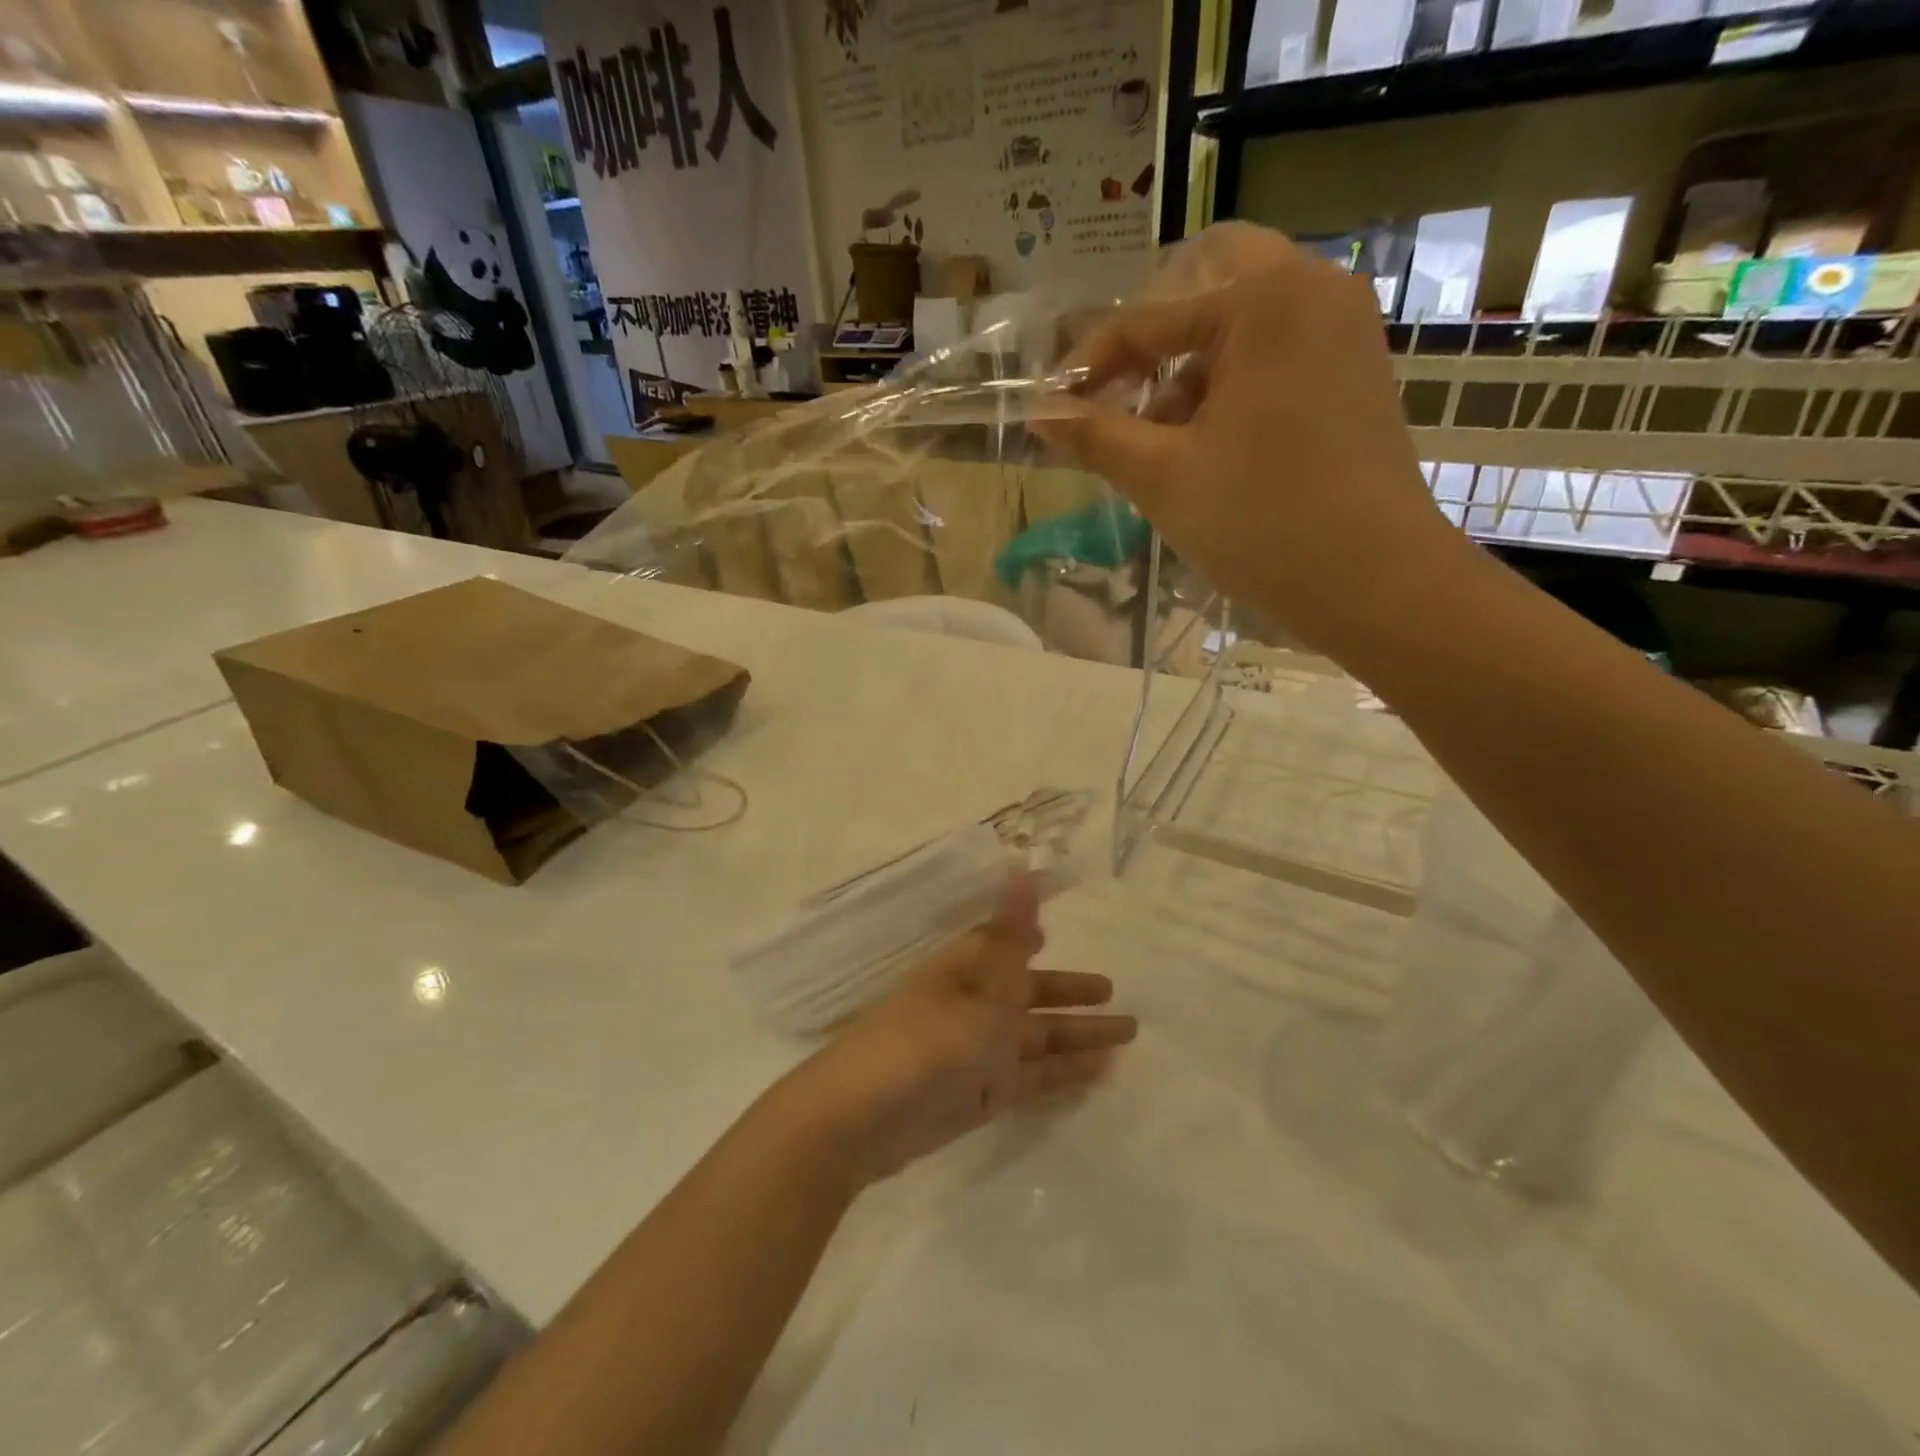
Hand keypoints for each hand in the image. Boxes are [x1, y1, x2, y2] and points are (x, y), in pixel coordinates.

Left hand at [788, 875, 1135, 1182]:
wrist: (861, 1118)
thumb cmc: (925, 1040)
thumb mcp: (979, 984)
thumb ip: (1012, 933)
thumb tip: (1022, 865)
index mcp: (964, 970)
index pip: (1001, 946)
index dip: (1028, 939)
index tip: (1054, 934)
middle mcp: (971, 1007)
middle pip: (1027, 995)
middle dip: (1068, 994)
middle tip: (1116, 995)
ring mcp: (975, 1055)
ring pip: (1035, 1040)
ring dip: (1076, 1037)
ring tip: (1126, 1036)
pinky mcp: (980, 1097)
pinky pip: (1031, 1079)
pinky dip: (1062, 1074)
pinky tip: (1098, 1073)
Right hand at [1039, 221, 1478, 658]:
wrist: (1373, 581)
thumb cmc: (1264, 524)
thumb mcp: (1164, 478)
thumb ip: (1096, 436)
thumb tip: (1038, 414)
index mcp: (1264, 300)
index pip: (1149, 317)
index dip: (1089, 365)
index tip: (1051, 410)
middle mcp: (1312, 289)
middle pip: (1203, 286)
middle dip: (1149, 341)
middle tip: (1116, 394)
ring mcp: (1341, 328)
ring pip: (1239, 320)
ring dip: (1187, 366)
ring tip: (1157, 439)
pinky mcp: (1352, 369)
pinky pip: (1274, 351)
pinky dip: (1230, 382)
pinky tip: (1206, 444)